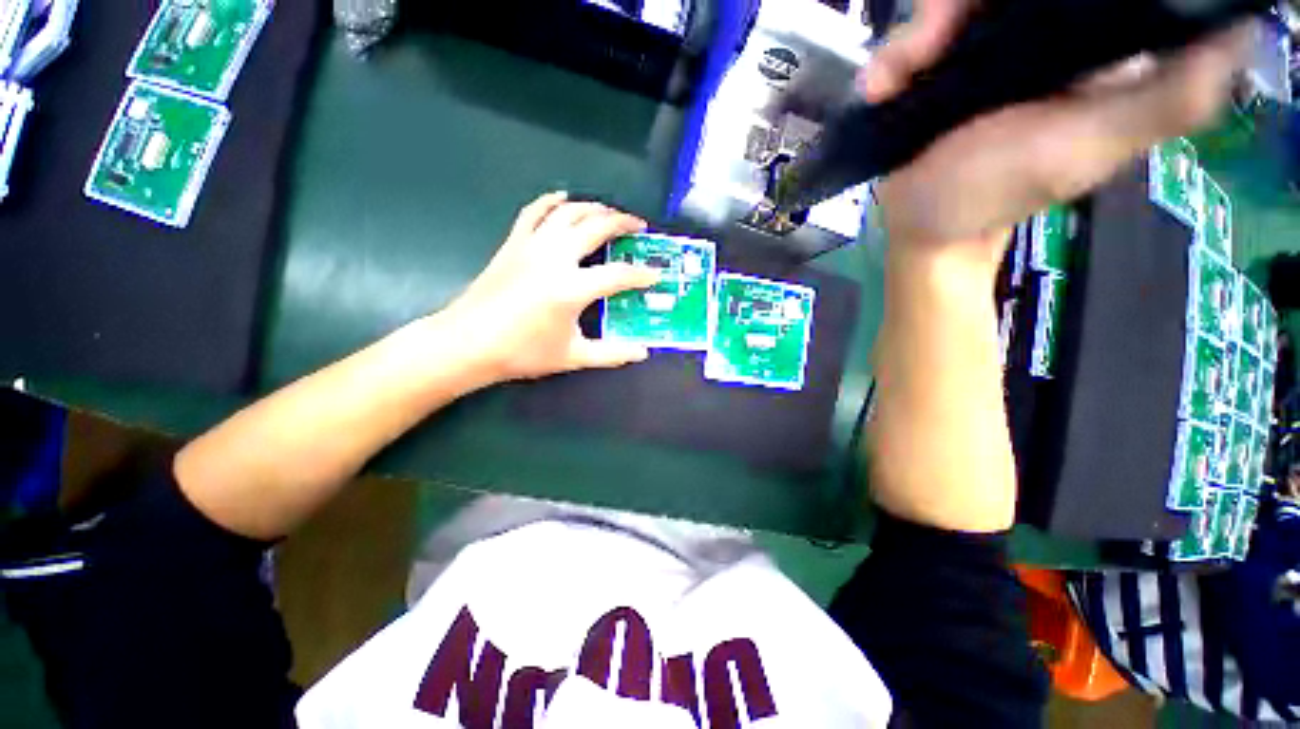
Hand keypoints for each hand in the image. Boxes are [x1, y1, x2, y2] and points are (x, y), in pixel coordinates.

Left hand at [441, 192, 659, 381]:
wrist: (468, 343)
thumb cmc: (522, 353)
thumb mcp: (573, 357)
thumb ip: (611, 353)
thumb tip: (642, 352)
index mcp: (571, 288)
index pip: (618, 275)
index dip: (642, 274)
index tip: (656, 274)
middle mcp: (554, 258)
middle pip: (596, 228)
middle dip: (622, 223)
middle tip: (639, 227)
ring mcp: (531, 246)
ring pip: (568, 213)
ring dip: (594, 208)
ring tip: (610, 213)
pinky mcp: (513, 243)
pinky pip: (534, 212)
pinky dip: (552, 201)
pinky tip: (564, 199)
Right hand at [864, 0, 1253, 276]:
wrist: (923, 227)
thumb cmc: (999, 191)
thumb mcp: (1090, 146)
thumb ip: (1169, 97)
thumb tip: (1242, 30)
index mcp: (1087, 39)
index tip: (1019, 3)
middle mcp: (1032, 30)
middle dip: (955, 8)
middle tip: (930, 46)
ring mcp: (974, 49)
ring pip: (945, 5)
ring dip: (914, 35)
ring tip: (898, 79)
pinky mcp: (929, 70)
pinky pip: (906, 42)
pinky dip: (888, 61)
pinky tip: (879, 91)